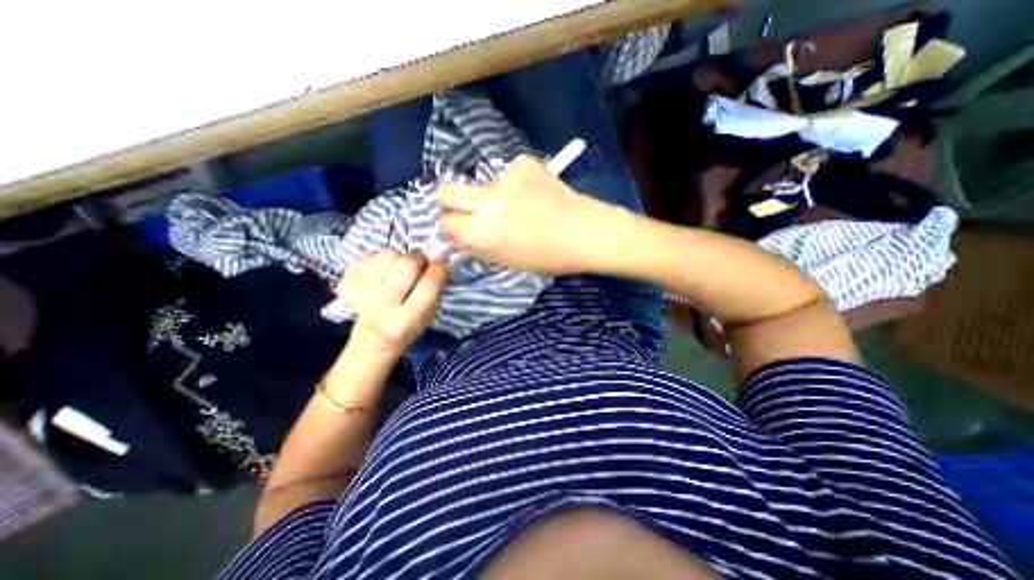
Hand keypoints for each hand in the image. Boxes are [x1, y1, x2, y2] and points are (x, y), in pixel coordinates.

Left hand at [332, 249, 441, 355]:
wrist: (372, 337)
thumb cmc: (409, 324)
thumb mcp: (428, 315)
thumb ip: (434, 289)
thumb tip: (438, 259)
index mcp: (405, 320)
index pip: (427, 285)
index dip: (438, 267)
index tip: (442, 258)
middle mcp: (380, 305)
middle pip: (408, 263)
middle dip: (419, 259)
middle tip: (420, 264)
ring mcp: (359, 292)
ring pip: (389, 253)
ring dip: (399, 258)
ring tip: (398, 270)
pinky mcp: (345, 280)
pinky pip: (371, 254)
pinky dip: (381, 259)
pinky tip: (382, 273)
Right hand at [435, 154, 628, 272]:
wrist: (585, 232)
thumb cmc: (547, 256)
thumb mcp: (507, 261)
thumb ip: (477, 248)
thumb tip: (457, 236)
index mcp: (483, 231)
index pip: (445, 222)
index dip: (450, 227)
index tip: (459, 229)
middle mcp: (487, 201)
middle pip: (446, 191)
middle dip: (450, 203)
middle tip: (468, 212)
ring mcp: (506, 179)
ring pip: (482, 184)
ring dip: (491, 196)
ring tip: (518, 207)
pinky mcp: (525, 165)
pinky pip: (509, 172)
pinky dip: (516, 182)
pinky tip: (533, 192)